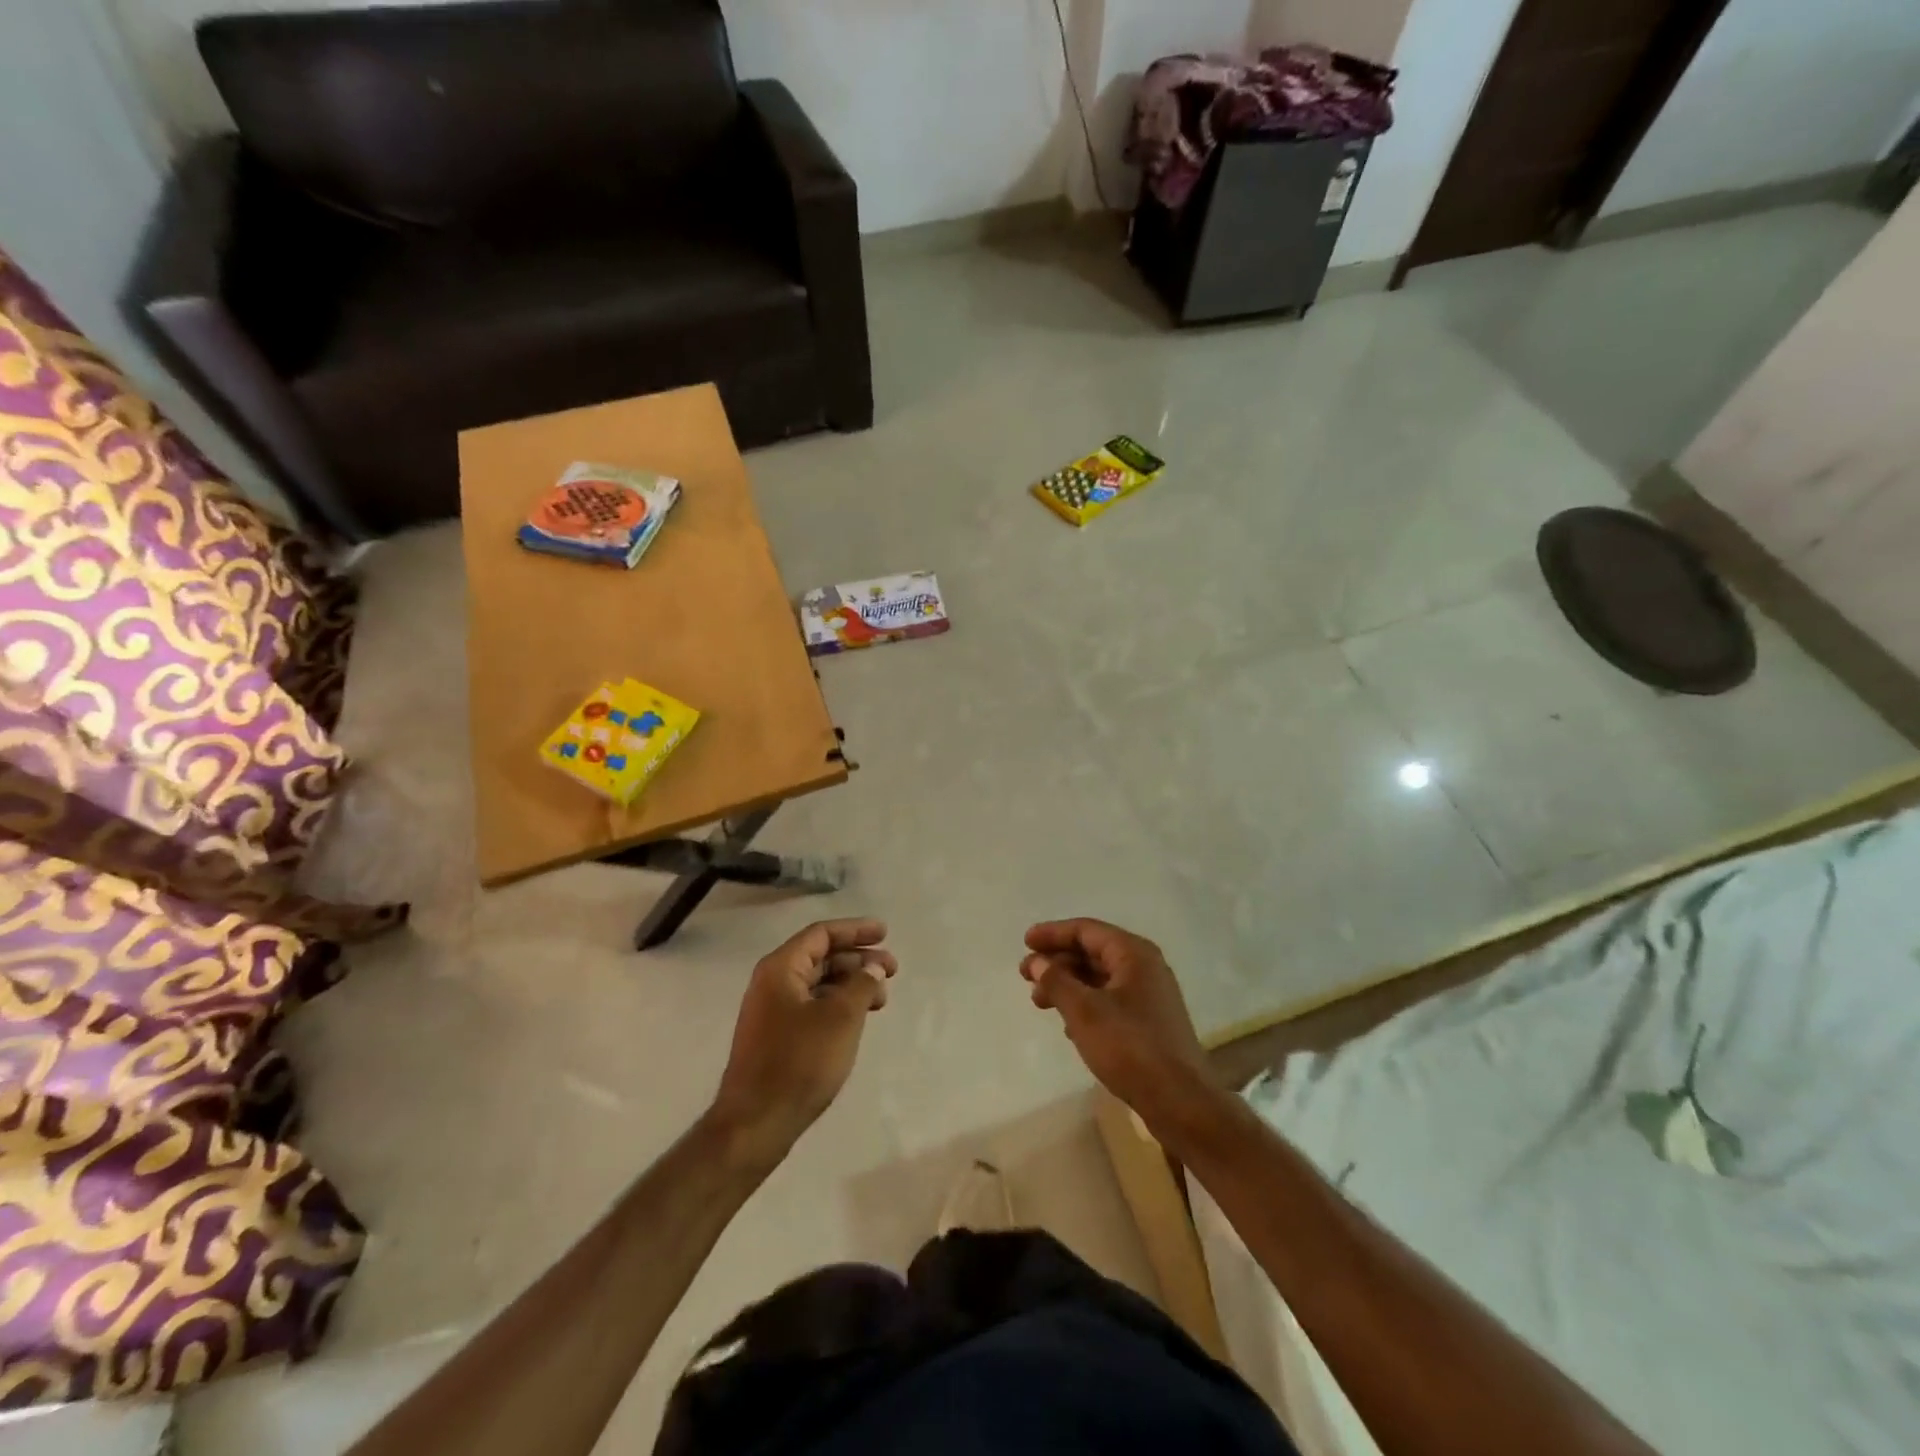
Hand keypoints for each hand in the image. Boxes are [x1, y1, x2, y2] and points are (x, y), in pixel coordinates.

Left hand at [710, 919, 896, 1163]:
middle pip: (821, 957)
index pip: (821, 934)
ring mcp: (772, 1011)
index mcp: (780, 968)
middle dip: (858, 960)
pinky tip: (859, 1018)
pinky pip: (813, 1006)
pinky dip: (839, 1005)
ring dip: (851, 984)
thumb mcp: (841, 1018)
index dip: (855, 930)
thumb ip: (861, 985)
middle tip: (892, 970)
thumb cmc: (799, 1062)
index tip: (885, 933)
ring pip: (819, 984)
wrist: (756, 1123)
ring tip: (882, 999)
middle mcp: (772, 982)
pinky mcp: (776, 1037)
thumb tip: (872, 968)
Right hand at [1022, 919, 1218, 1130]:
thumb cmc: (1129, 1047)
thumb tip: (1037, 961)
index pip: (1086, 930)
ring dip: (1068, 985)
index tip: (1025, 941)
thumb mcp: (1084, 1011)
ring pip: (1100, 978)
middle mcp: (1145, 967)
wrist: (1180, 1101)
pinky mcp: (1150, 1022)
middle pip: (1093, 952)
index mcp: (1133, 954)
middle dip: (1057, 962)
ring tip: (1039, 1002)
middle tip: (1026, 976)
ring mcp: (1150, 995)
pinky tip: (1068, 1025)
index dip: (1053, 933)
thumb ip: (1056, 981)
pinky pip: (1110, 1000)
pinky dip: (1085, 1004)